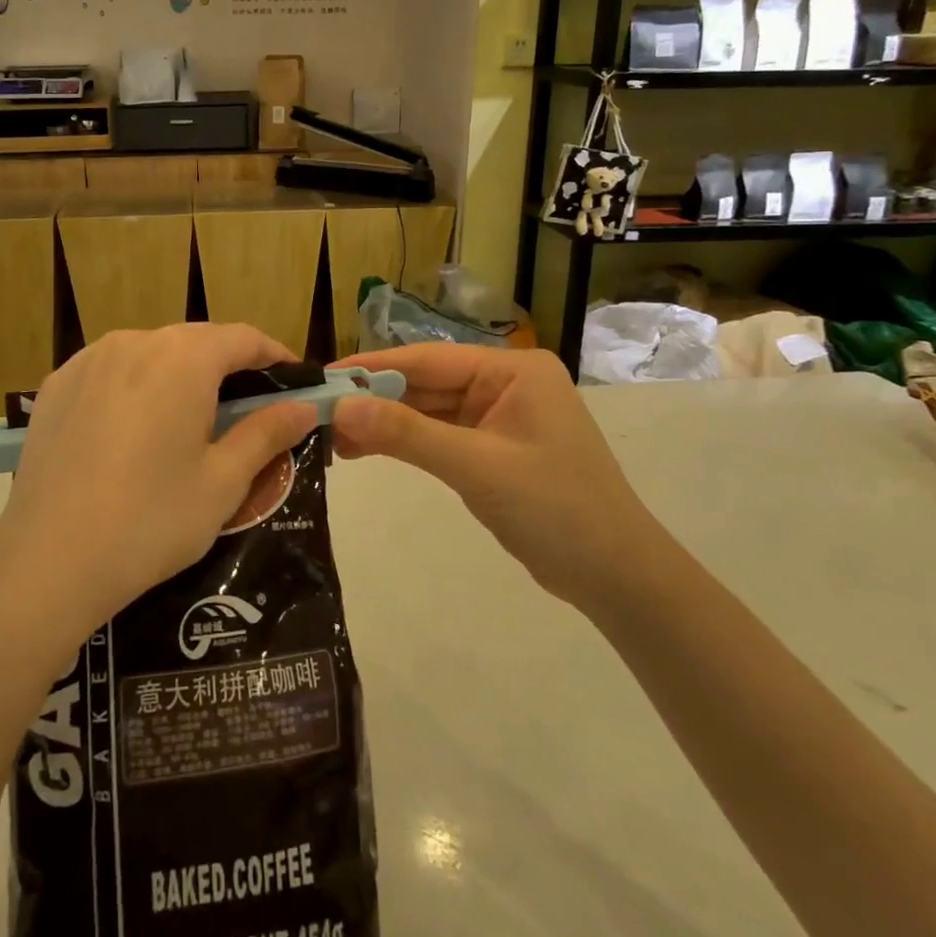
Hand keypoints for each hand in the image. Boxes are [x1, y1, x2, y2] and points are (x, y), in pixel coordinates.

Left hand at [0, 325, 317, 645]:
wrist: (49, 561)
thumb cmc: (151, 520)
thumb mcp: (223, 481)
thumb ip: (266, 433)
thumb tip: (303, 407)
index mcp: (182, 358)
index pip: (243, 338)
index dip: (274, 356)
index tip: (294, 383)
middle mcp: (134, 342)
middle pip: (195, 341)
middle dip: (228, 366)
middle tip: (247, 409)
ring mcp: (88, 360)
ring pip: (151, 352)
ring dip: (180, 374)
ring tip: (189, 419)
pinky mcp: (56, 385)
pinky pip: (111, 370)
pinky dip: (136, 385)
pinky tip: (134, 428)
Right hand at [330, 344, 654, 611]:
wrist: (617, 577)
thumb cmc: (555, 509)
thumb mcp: (477, 467)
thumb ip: (407, 434)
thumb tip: (340, 408)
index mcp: (512, 371)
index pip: (428, 358)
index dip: (372, 367)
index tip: (323, 377)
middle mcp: (505, 384)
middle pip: (426, 383)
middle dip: (375, 399)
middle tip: (318, 413)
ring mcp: (500, 417)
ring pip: (429, 411)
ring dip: (385, 423)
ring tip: (333, 437)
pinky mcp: (494, 449)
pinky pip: (440, 436)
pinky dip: (406, 443)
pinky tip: (367, 450)